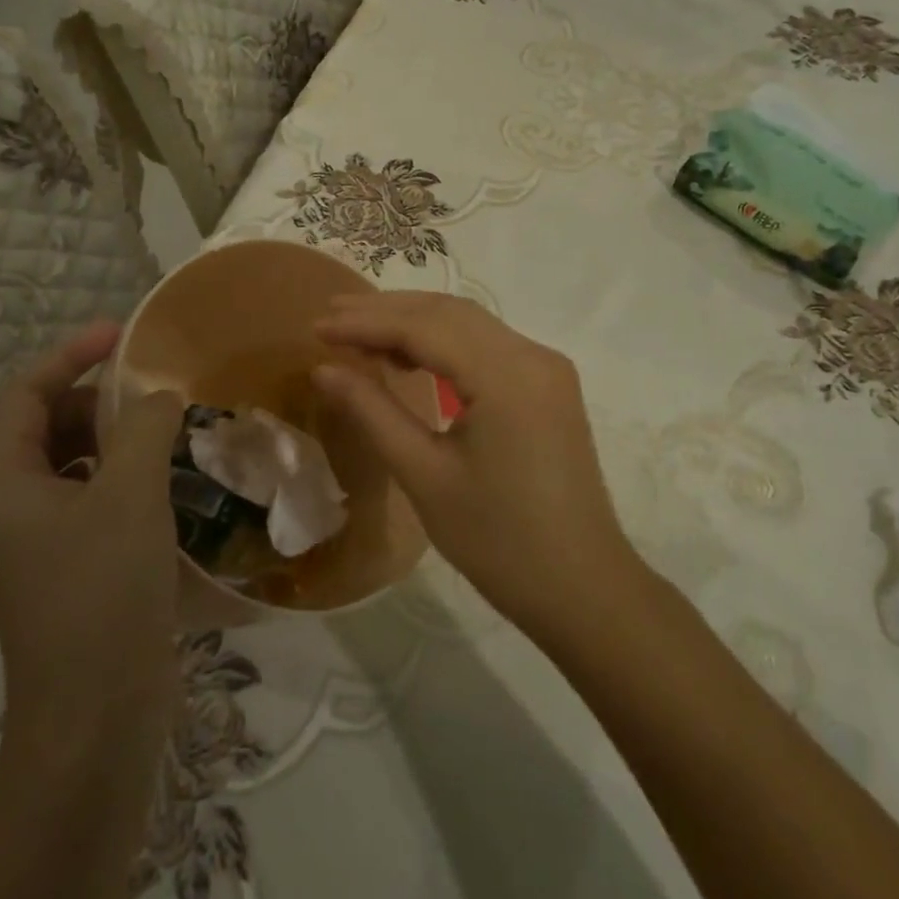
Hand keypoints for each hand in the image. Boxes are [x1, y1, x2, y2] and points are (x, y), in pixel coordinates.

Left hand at [0, 321, 185, 743]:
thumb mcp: (130, 495)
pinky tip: (171, 482)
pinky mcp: (75, 569)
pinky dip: (128, 478)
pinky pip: (97, 500)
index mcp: (5, 484)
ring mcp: (43, 543)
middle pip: (48, 426)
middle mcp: (13, 508)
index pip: (24, 395)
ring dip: (118, 439)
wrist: (97, 716)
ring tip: (169, 430)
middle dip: (98, 398)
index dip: (69, 354)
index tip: (121, 334)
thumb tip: (160, 396)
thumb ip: (145, 427)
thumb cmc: (102, 592)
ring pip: (76, 465)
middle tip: (154, 390)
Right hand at [311, 293, 635, 638]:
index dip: (366, 322)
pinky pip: (488, 346)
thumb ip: (373, 412)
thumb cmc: (498, 541)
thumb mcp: (425, 475)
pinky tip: (410, 358)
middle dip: (387, 311)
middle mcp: (533, 355)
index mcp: (507, 375)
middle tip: (331, 315)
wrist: (581, 588)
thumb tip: (324, 368)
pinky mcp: (548, 385)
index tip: (317, 325)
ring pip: (470, 324)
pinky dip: (444, 342)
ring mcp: (546, 368)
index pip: (425, 326)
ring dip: (414, 322)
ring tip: (359, 333)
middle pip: (449, 313)